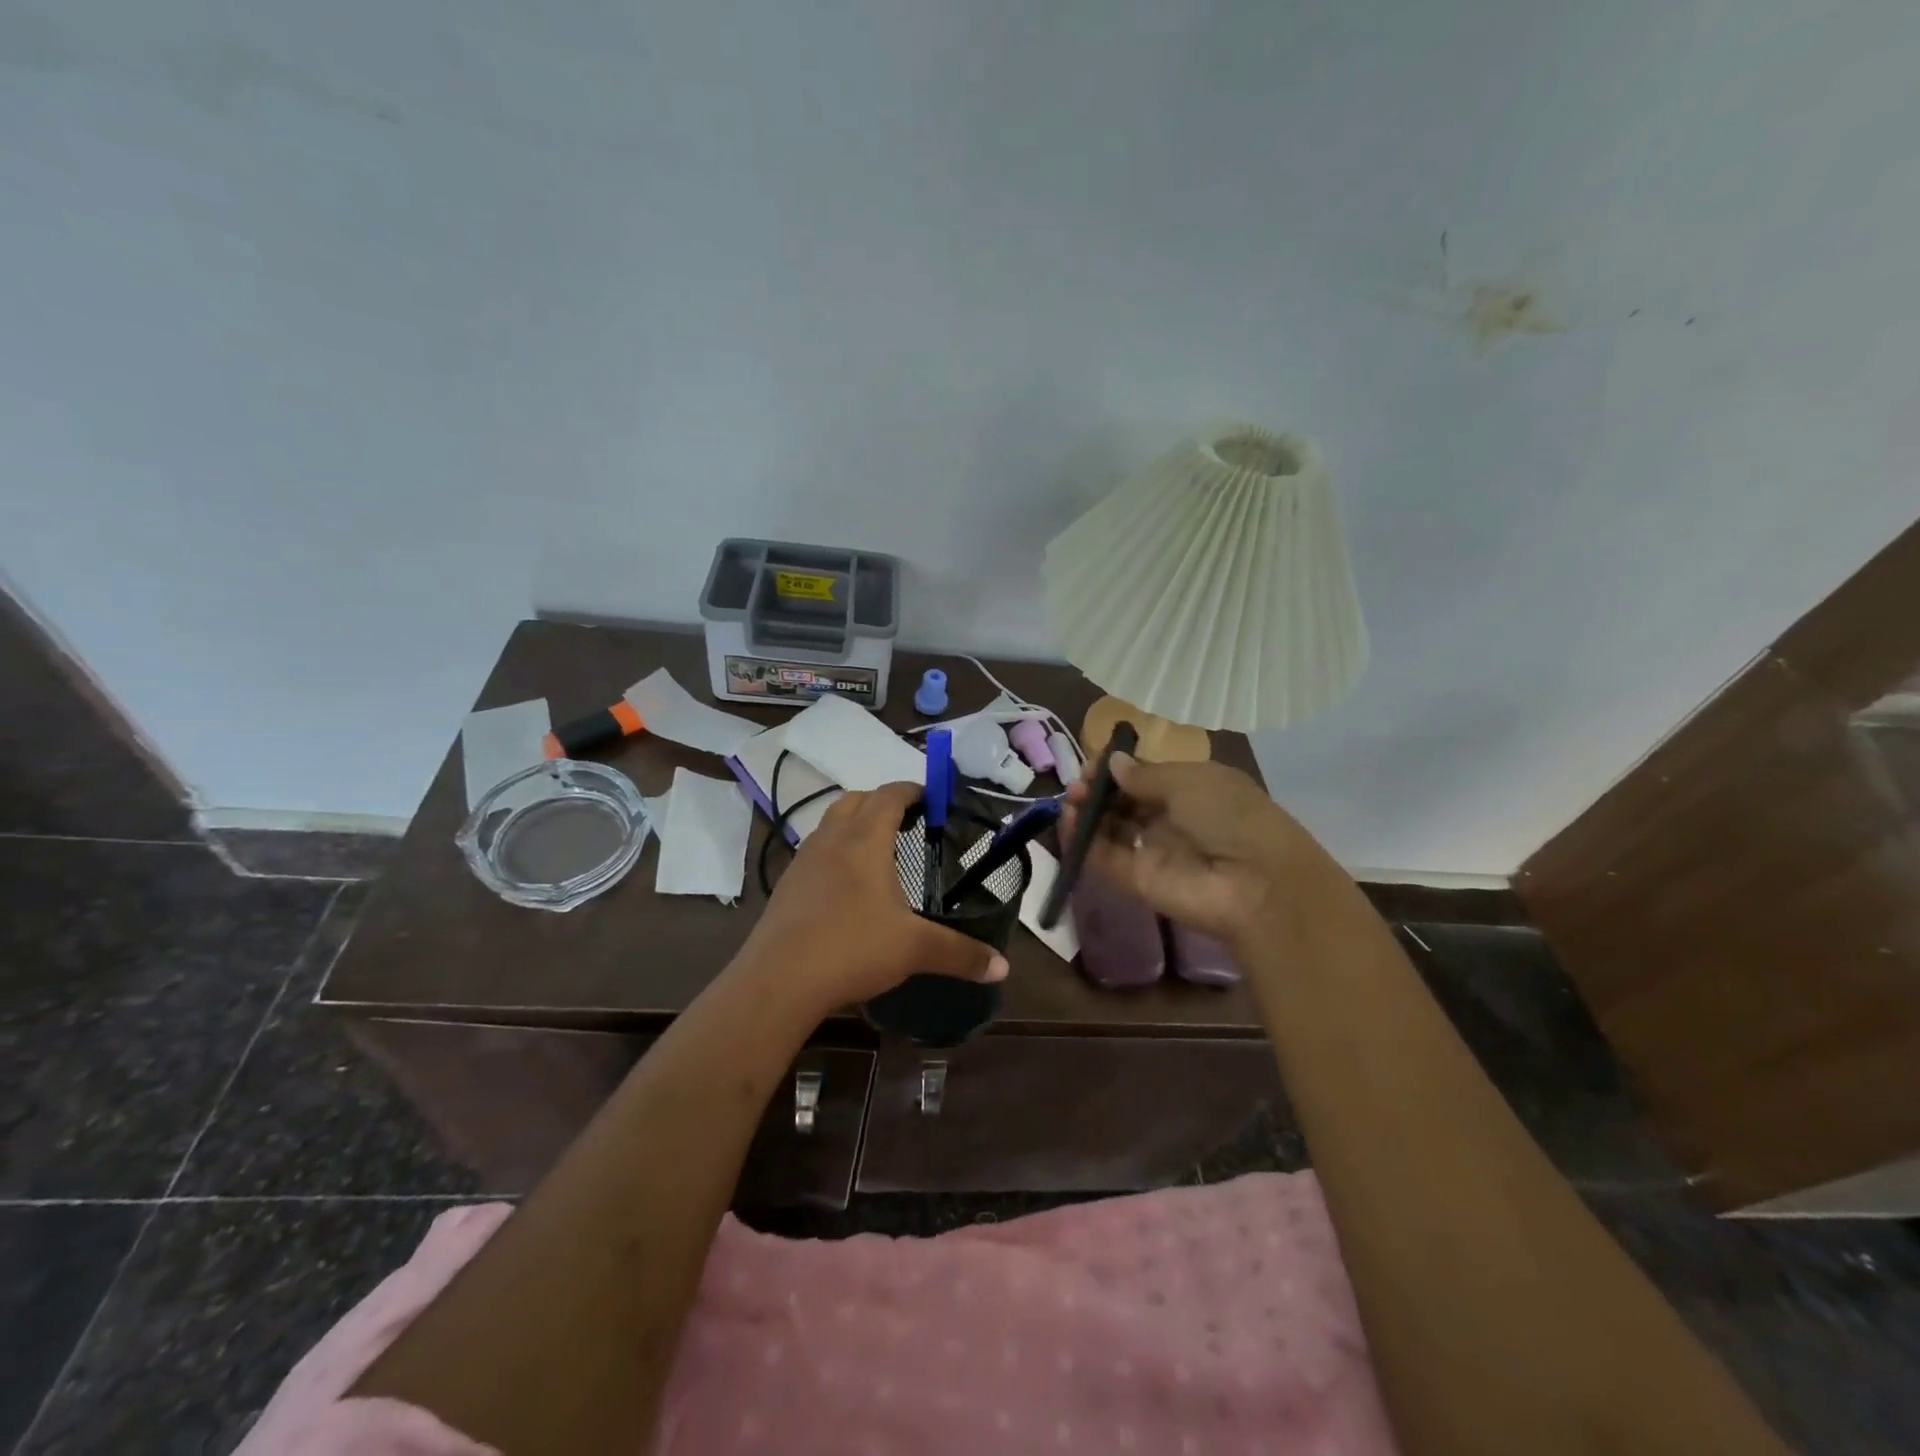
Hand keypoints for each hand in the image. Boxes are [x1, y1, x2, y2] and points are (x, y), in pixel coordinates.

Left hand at [739, 780, 1008, 1012]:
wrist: (778, 980)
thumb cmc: (852, 948)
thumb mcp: (915, 949)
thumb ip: (961, 954)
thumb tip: (1003, 968)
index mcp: (865, 839)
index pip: (890, 795)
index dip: (913, 790)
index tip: (933, 799)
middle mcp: (831, 839)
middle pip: (856, 800)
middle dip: (883, 803)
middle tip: (909, 823)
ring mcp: (803, 860)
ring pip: (831, 824)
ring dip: (855, 825)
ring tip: (879, 853)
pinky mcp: (786, 885)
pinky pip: (815, 852)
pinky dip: (835, 853)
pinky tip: (847, 888)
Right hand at [1062, 754, 1321, 948]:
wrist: (1256, 884)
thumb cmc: (1229, 816)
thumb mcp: (1190, 781)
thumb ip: (1144, 775)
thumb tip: (1113, 763)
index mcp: (1192, 790)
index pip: (1146, 777)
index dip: (1119, 769)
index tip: (1096, 764)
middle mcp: (1171, 820)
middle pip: (1125, 802)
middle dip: (1099, 790)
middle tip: (1078, 784)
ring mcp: (1152, 851)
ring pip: (1110, 829)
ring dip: (1086, 812)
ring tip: (1070, 800)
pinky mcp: (1136, 880)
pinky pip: (1104, 857)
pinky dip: (1082, 840)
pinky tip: (1067, 820)